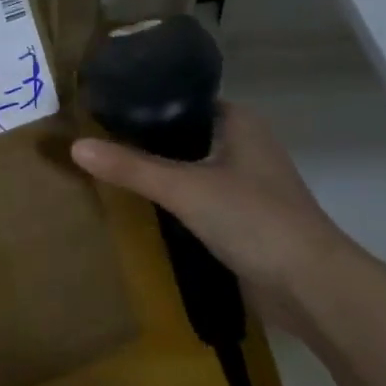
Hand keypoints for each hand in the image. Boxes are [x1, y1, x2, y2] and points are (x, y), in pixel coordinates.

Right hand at [71, 103, 357, 331]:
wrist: (310, 286)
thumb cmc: (253, 219)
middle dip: (144, 138)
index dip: (144, 101)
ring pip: (190, 165)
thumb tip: (74, 146)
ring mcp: (246, 183)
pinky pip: (197, 195)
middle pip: (183, 132)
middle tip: (96, 138)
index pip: (182, 98)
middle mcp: (244, 144)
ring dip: (158, 168)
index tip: (102, 107)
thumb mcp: (184, 188)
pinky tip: (142, 203)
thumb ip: (130, 167)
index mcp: (239, 122)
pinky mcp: (242, 217)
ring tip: (109, 166)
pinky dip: (172, 196)